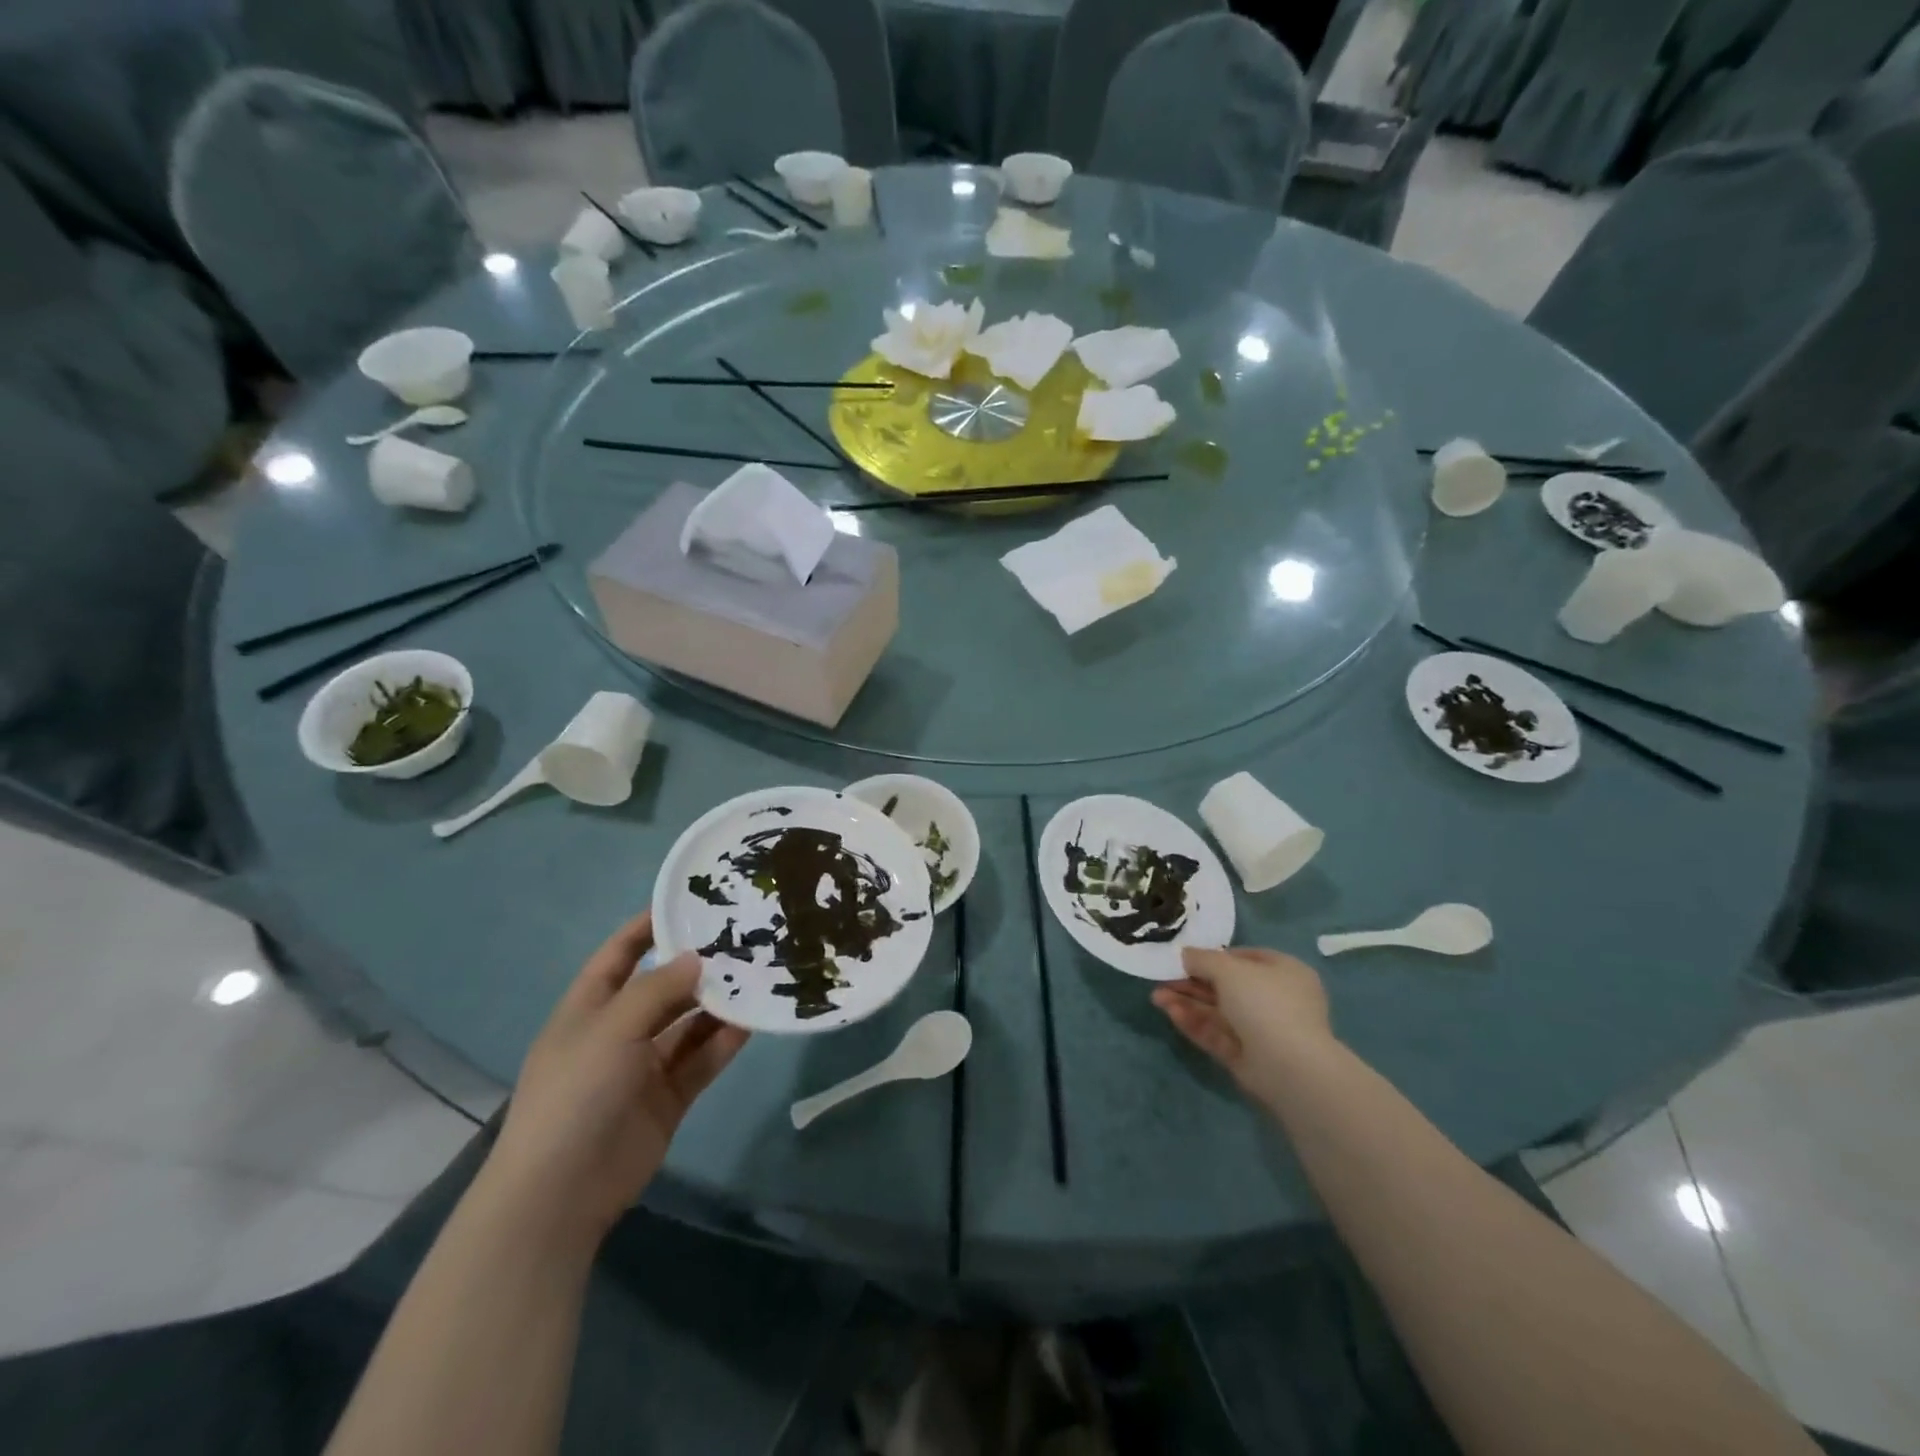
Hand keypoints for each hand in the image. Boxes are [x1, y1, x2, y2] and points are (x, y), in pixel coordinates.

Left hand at [484, 911, 748, 1246]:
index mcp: (589, 1008)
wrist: (560, 1193)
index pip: (619, 954)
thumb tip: (697, 958)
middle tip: (743, 941)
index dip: (647, 927)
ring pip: (688, 1025)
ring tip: (757, 978)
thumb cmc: (576, 1093)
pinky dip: (723, 1043)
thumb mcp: (613, 1028)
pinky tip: (751, 1024)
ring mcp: (643, 1068)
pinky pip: (700, 1061)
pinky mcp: (667, 1099)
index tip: (689, 902)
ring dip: (717, 1005)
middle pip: (662, 989)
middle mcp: (618, 1032)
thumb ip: (658, 989)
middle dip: (697, 967)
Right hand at [1152, 946, 1332, 1103]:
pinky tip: (1170, 1013)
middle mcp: (1275, 1000)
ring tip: (1156, 997)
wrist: (1289, 1067)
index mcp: (1284, 972)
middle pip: (1226, 986)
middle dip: (1192, 982)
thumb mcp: (1229, 969)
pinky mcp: (1246, 1057)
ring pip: (1217, 1012)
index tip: (1186, 957)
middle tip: (1162, 978)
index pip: (1245, 959)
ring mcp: (1261, 1030)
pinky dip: (1195, 1023)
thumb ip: (1203, 959)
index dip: (1214, 956)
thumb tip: (1185, 954)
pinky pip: (1217, 1034)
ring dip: (1187, 1002)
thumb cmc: (1265, 1003)